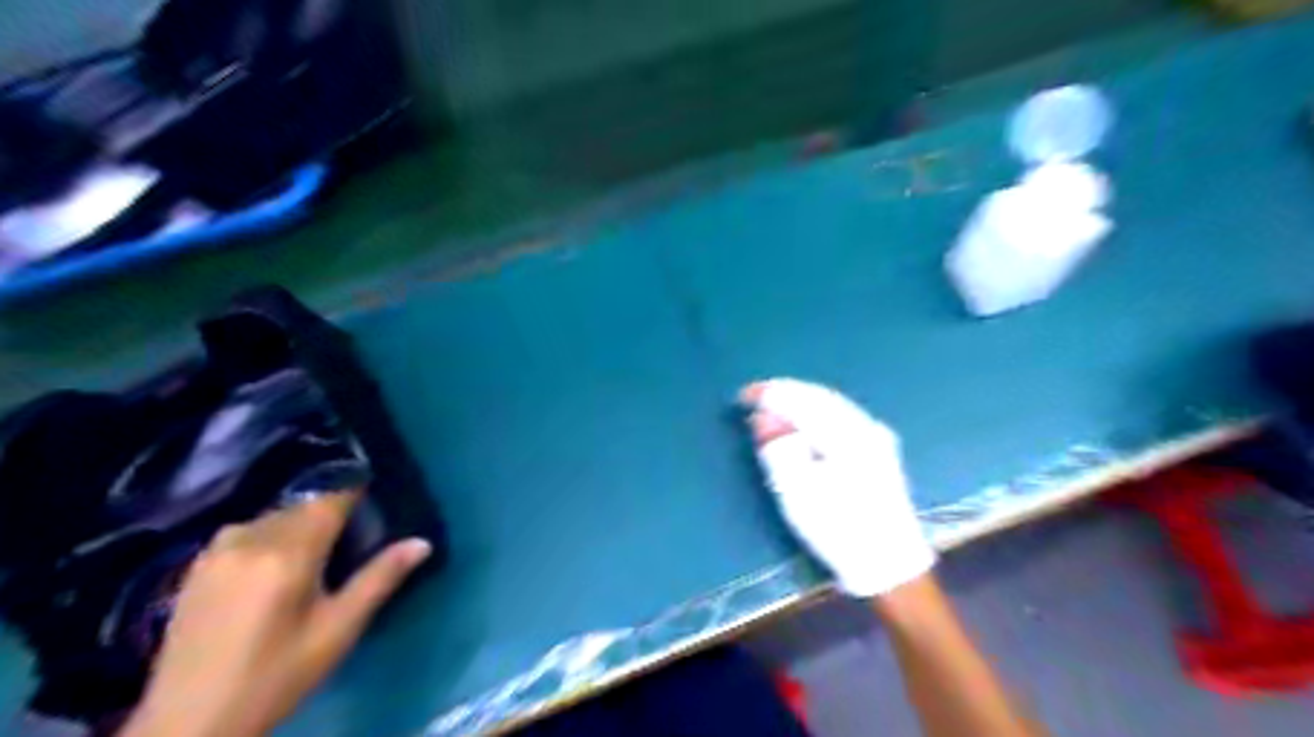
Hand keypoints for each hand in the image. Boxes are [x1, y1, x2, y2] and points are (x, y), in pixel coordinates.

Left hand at [121, 489, 431, 735]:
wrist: (189, 723)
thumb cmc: (277, 676)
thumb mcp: (338, 630)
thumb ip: (380, 579)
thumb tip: (423, 542)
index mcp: (288, 554)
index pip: (329, 501)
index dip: (354, 494)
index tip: (374, 499)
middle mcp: (250, 541)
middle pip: (301, 507)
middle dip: (328, 512)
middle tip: (349, 538)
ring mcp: (217, 553)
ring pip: (271, 517)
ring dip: (296, 523)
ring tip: (312, 553)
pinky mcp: (195, 568)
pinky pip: (243, 531)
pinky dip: (267, 534)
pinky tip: (271, 564)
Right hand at [739, 379, 934, 599]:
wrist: (890, 565)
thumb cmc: (838, 529)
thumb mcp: (797, 492)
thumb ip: (777, 448)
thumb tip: (763, 416)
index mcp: (846, 433)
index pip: (801, 399)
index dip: (769, 393)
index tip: (742, 396)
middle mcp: (865, 425)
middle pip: (819, 395)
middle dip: (785, 393)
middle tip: (755, 397)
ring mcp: (876, 437)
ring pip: (832, 403)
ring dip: (801, 400)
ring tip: (773, 406)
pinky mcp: (879, 450)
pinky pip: (841, 415)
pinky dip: (816, 412)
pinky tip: (804, 421)